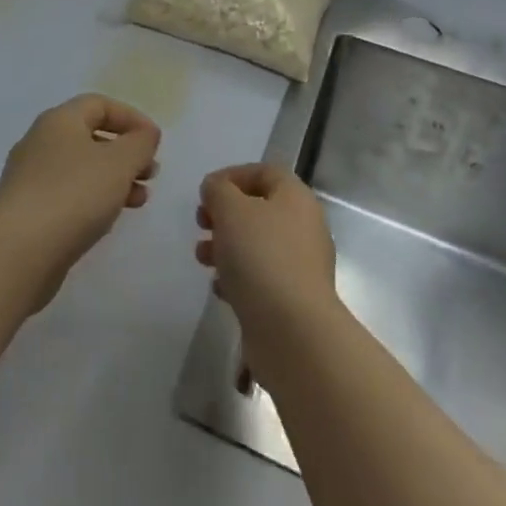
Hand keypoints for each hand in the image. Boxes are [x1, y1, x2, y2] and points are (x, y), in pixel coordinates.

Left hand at [0, 95, 160, 309]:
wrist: (18, 252)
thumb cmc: (73, 195)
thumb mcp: (119, 163)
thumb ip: (140, 143)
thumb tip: (145, 135)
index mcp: (59, 121)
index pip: (99, 104)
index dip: (131, 118)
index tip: (155, 142)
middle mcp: (40, 142)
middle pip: (90, 136)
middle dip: (126, 153)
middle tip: (151, 174)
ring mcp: (30, 178)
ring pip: (81, 168)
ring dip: (114, 179)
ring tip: (139, 201)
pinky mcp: (27, 211)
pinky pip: (68, 195)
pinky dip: (93, 200)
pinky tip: (108, 220)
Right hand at [196, 164, 337, 334]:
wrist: (293, 332)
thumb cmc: (261, 257)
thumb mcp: (231, 210)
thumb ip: (218, 190)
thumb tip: (216, 189)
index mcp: (295, 198)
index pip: (265, 172)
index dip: (233, 175)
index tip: (205, 191)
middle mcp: (303, 227)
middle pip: (259, 209)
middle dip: (225, 214)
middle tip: (201, 224)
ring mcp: (300, 265)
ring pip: (257, 244)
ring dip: (226, 246)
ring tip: (202, 258)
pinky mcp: (292, 299)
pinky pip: (261, 277)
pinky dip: (237, 277)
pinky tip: (219, 288)